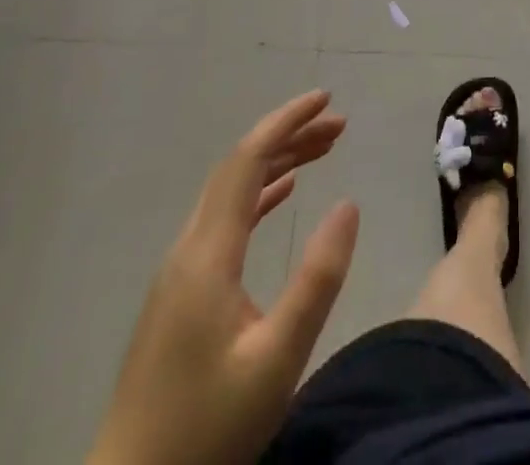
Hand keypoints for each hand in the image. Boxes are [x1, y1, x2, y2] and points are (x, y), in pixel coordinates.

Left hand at [90, 91, 360, 464]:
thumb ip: (316, 279)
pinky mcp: (180, 295)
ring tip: (324, 149)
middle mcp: (189, 249)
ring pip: (231, 192)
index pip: (247, 161)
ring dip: (277, 163)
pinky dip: (259, 195)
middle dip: (289, 136)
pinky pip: (224, 221)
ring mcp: (180, 272)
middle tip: (339, 124)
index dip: (287, 122)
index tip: (326, 98)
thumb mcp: (277, 360)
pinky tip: (282, 195)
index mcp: (207, 255)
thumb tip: (349, 204)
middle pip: (239, 168)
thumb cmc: (206, 433)